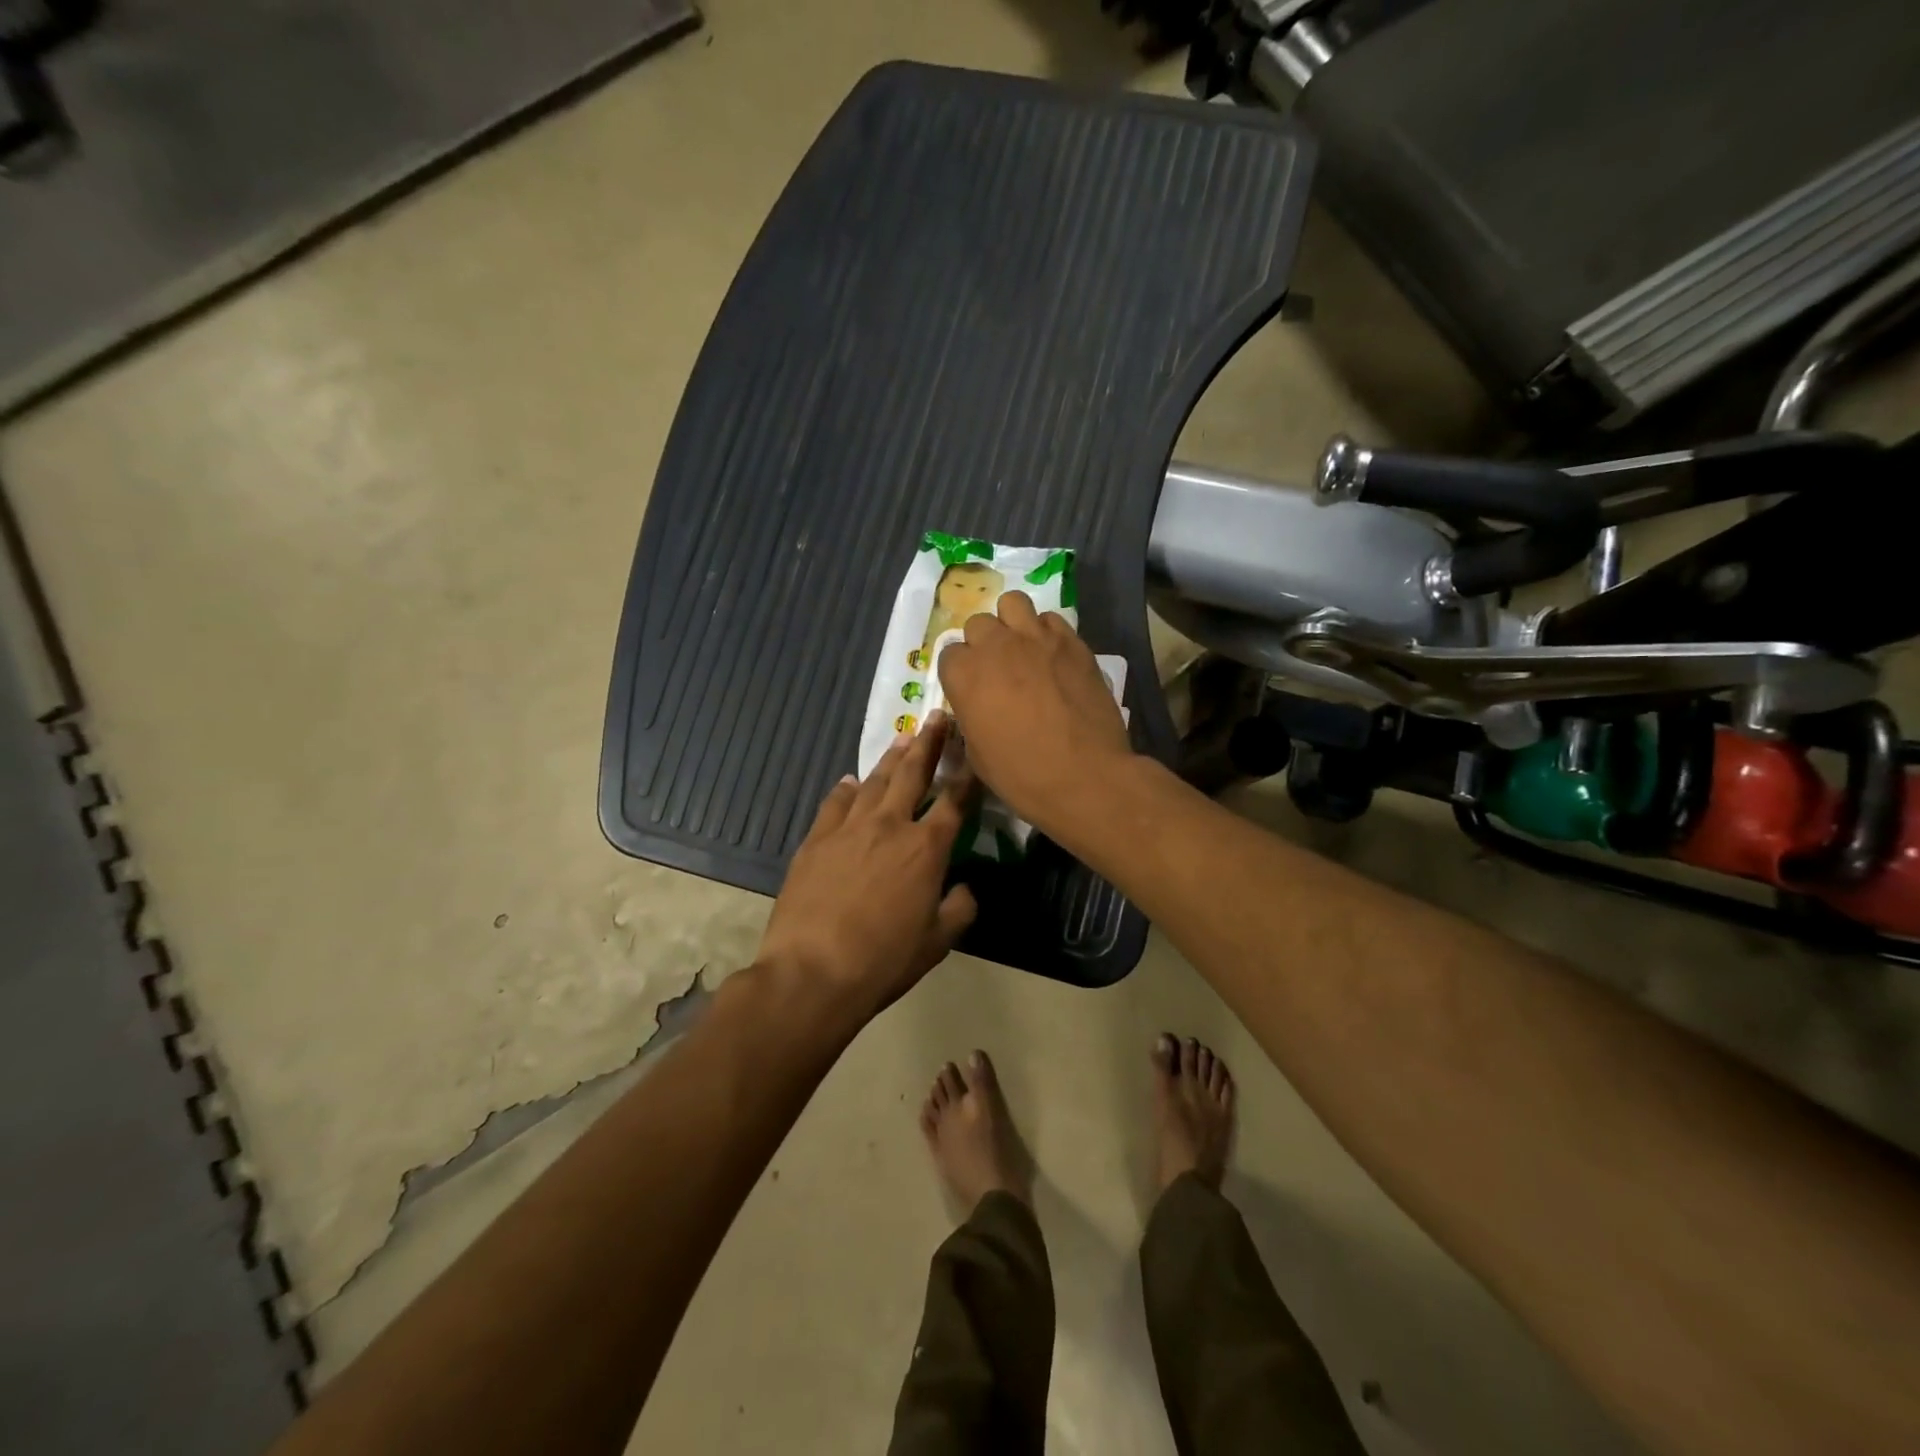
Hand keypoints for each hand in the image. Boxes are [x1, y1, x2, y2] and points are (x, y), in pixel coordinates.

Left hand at [756, 715, 977, 1021]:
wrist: (812, 972)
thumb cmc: (883, 961)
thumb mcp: (937, 943)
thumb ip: (959, 908)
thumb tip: (965, 887)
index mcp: (926, 849)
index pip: (955, 801)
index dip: (968, 774)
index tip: (975, 750)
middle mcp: (889, 826)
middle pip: (913, 774)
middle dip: (929, 743)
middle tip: (937, 717)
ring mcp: (848, 828)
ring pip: (874, 781)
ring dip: (891, 758)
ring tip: (903, 737)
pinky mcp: (815, 839)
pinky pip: (835, 803)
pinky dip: (846, 789)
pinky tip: (851, 781)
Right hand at [935, 591, 1134, 838]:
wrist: (1085, 776)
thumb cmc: (1022, 775)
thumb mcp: (977, 754)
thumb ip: (971, 716)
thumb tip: (978, 706)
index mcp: (964, 675)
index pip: (949, 654)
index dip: (959, 673)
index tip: (971, 690)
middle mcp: (996, 646)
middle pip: (978, 624)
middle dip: (983, 644)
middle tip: (997, 670)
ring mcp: (1036, 638)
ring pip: (1013, 603)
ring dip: (1012, 623)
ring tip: (1022, 648)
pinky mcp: (1072, 642)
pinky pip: (1051, 620)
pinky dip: (1047, 632)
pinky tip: (1053, 656)